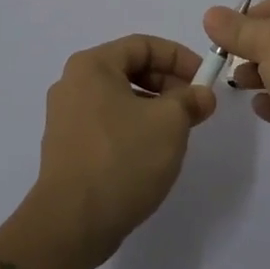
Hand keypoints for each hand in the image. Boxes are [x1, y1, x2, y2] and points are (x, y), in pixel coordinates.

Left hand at [30, 35, 214, 265]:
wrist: (71, 223)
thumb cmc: (122, 159)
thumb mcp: (169, 123)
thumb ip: (190, 101)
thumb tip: (202, 96)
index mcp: (92, 66)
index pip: (143, 45)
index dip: (179, 57)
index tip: (204, 79)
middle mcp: (72, 83)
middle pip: (129, 69)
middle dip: (168, 84)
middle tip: (195, 107)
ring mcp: (65, 117)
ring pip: (119, 98)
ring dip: (153, 108)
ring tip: (179, 132)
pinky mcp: (66, 148)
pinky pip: (107, 123)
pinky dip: (133, 127)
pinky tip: (151, 153)